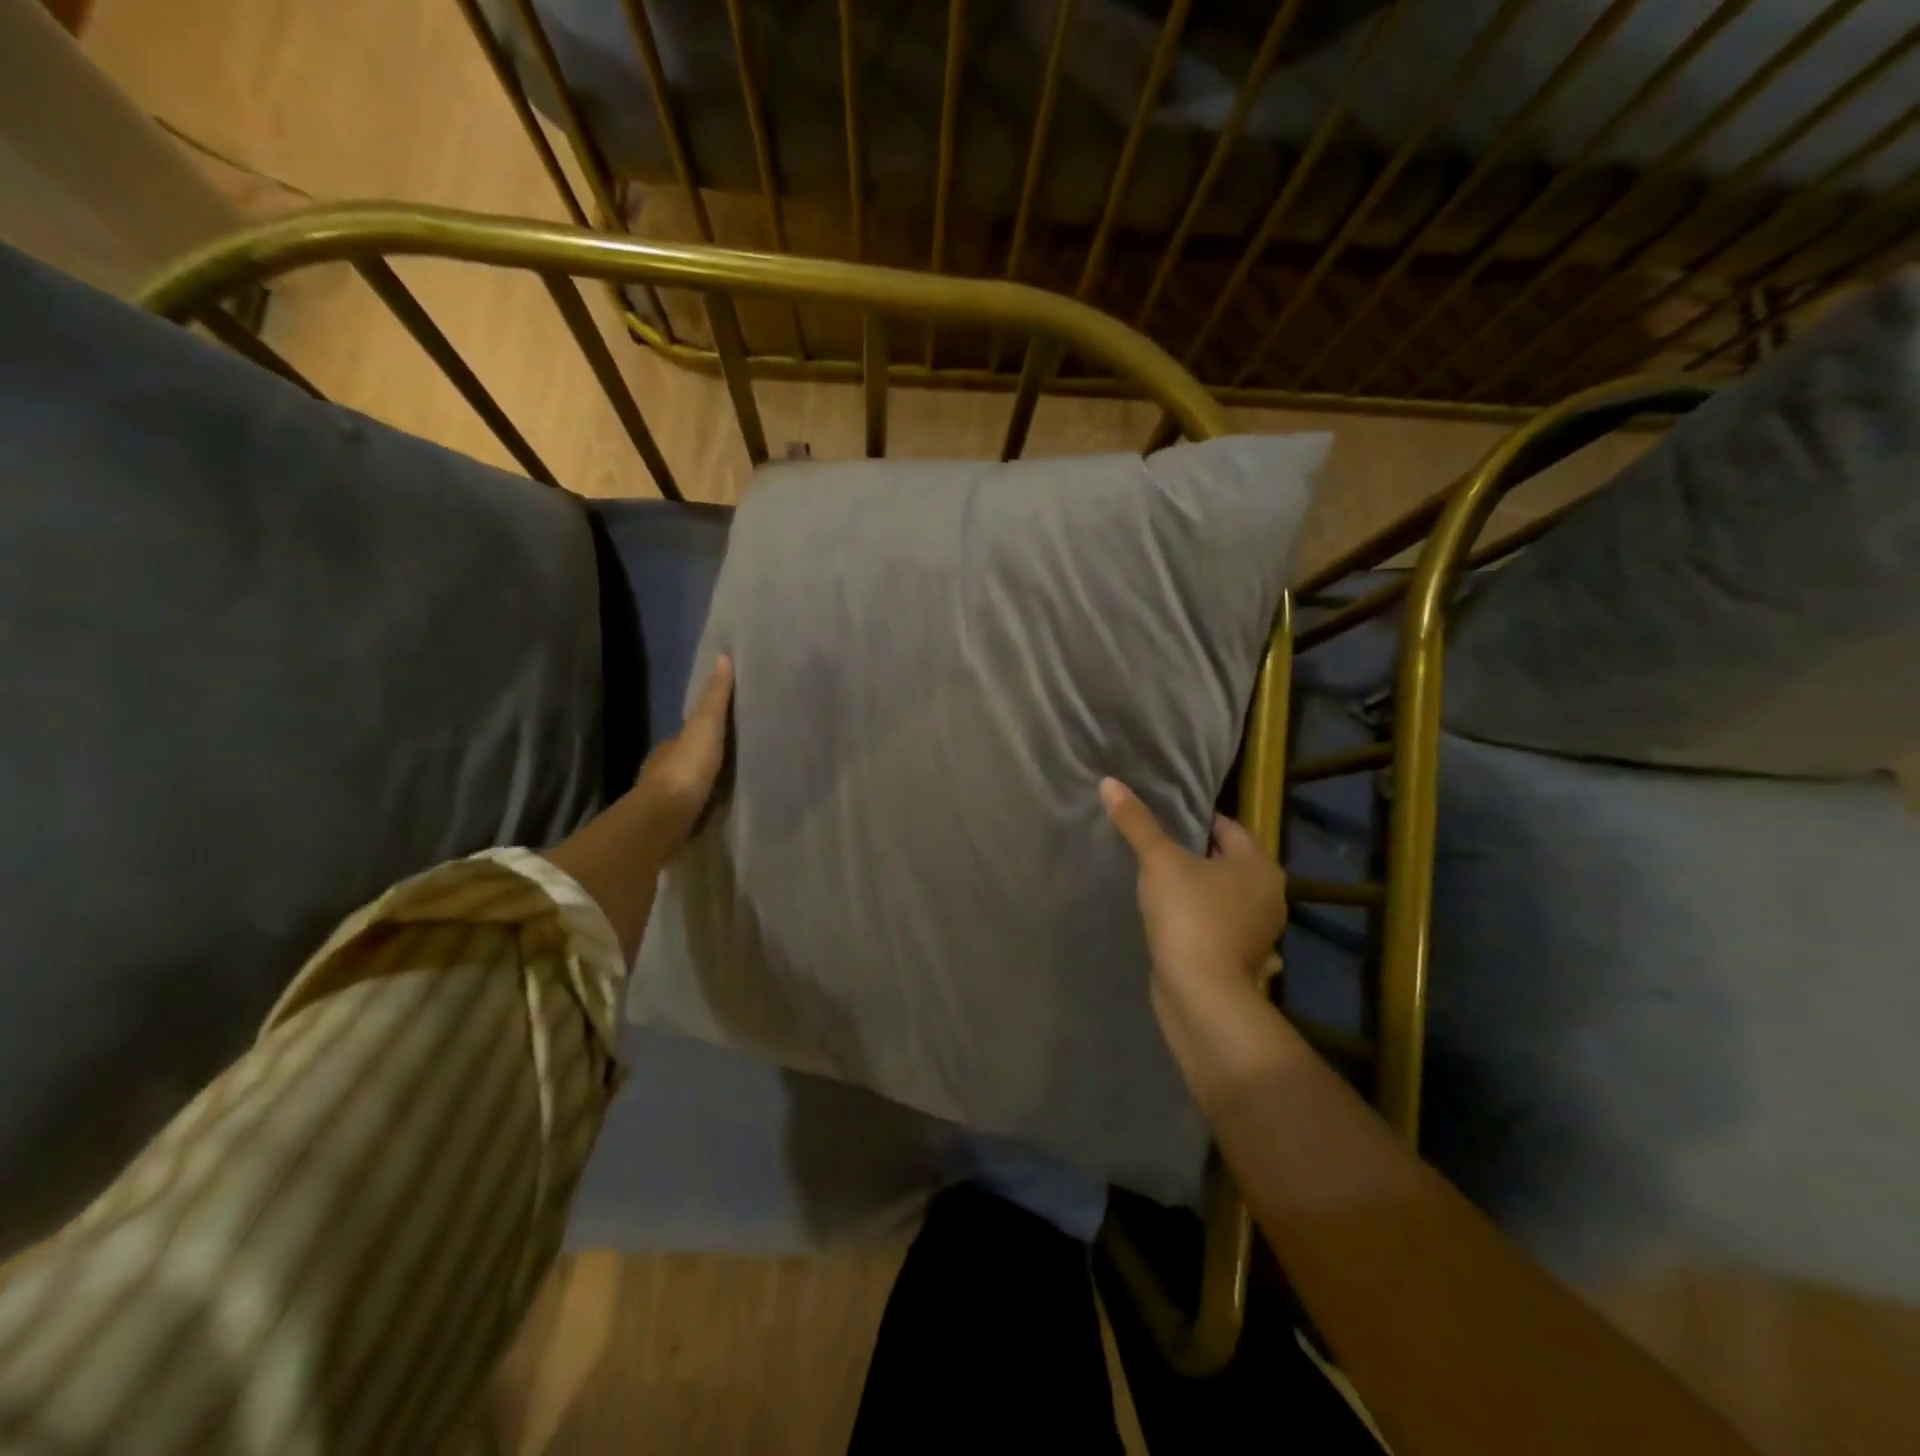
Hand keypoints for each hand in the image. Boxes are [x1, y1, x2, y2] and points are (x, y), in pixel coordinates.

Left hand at [632, 654, 733, 856]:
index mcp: (670, 746)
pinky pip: (693, 810)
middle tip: (737, 759)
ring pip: (690, 786)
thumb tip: (723, 656)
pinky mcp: (673, 825)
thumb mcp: (705, 726)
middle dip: (707, 759)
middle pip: (689, 759)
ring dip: (705, 785)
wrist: (663, 821)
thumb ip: (715, 698)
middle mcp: (664, 770)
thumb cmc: (685, 770)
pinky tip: (719, 810)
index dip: (707, 728)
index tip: (730, 728)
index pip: (690, 732)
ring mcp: (666, 800)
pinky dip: (703, 807)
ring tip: (733, 785)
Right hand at [1101, 778, 1286, 1073]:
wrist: (1201, 995)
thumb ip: (1137, 823)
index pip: (1227, 827)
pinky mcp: (1243, 962)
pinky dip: (1205, 924)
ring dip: (1202, 892)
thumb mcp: (1158, 861)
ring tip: (1162, 885)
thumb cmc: (1189, 916)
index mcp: (1259, 866)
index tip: (1164, 820)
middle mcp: (1269, 896)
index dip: (1196, 820)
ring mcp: (1259, 933)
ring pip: (1226, 898)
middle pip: (1228, 863)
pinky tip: (1179, 924)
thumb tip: (1109, 782)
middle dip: (1198, 856)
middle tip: (1158, 850)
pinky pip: (1222, 929)